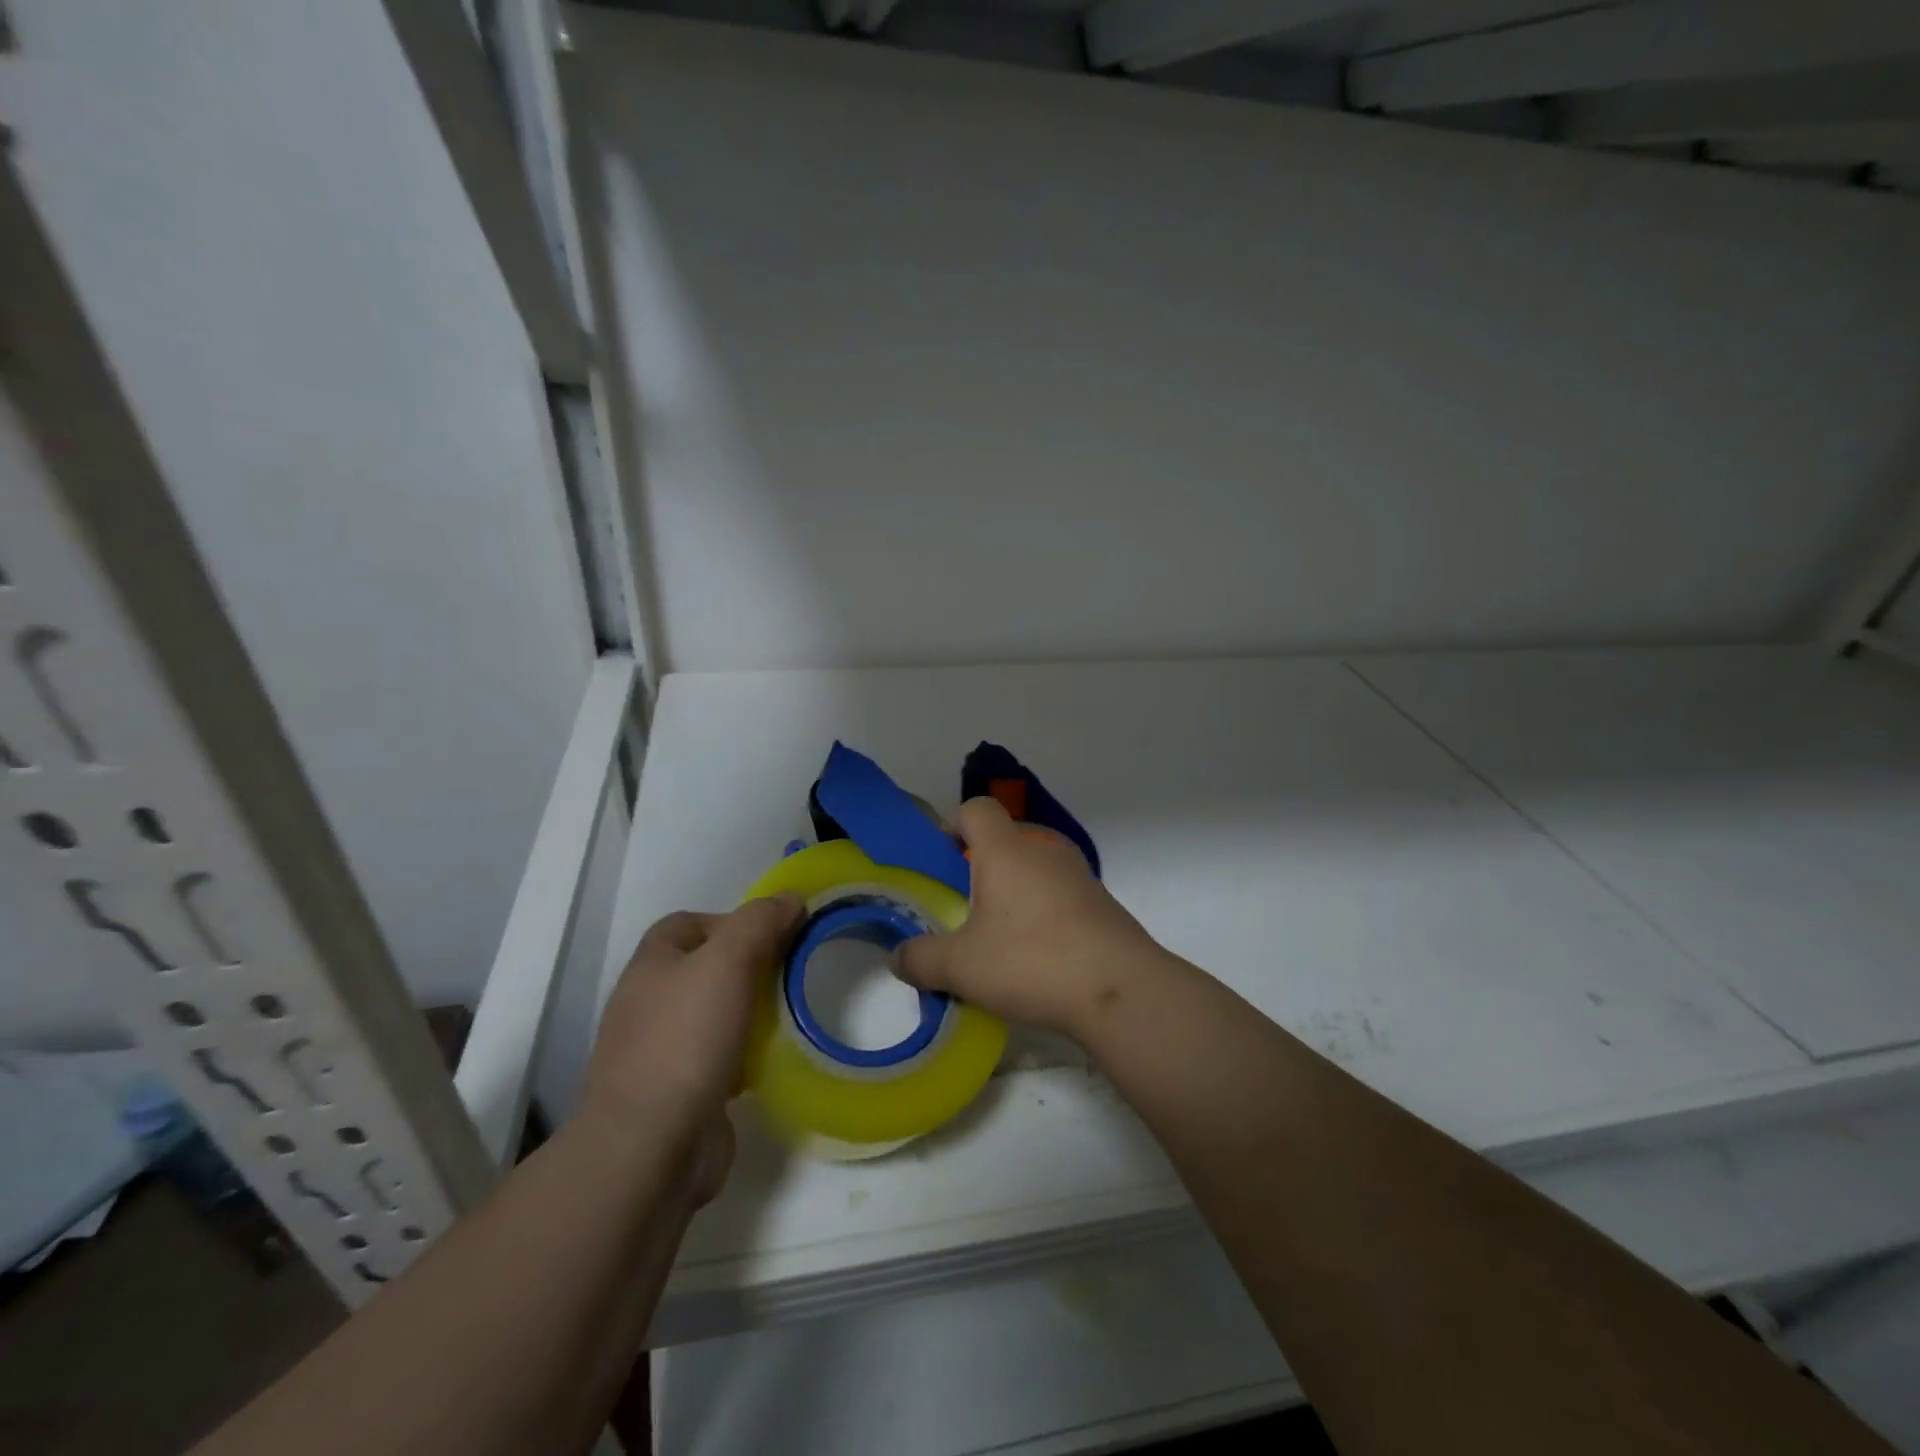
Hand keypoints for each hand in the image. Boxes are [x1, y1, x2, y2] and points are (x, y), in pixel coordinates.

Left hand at [583, 896, 801, 1201]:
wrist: (652, 1147)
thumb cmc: (686, 1039)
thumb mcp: (728, 962)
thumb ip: (760, 922)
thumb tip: (790, 898)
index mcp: (652, 965)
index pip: (689, 923)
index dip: (732, 920)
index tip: (773, 934)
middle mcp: (649, 1002)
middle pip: (706, 966)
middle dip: (748, 965)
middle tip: (789, 971)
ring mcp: (661, 1050)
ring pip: (715, 1012)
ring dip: (750, 1010)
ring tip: (789, 1012)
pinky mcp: (679, 1091)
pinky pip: (719, 1056)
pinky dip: (746, 1053)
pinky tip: (772, 1058)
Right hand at [895, 798, 1162, 1037]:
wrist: (1120, 989)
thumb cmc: (1031, 961)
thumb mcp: (961, 967)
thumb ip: (920, 959)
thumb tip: (898, 957)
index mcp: (1006, 850)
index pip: (976, 808)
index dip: (953, 823)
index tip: (940, 858)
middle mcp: (1044, 850)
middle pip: (1006, 837)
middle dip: (981, 863)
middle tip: (964, 904)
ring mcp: (1078, 874)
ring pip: (1035, 865)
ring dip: (1015, 888)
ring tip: (1000, 932)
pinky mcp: (1101, 902)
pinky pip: (1060, 891)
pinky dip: (1043, 909)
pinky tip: (1038, 952)